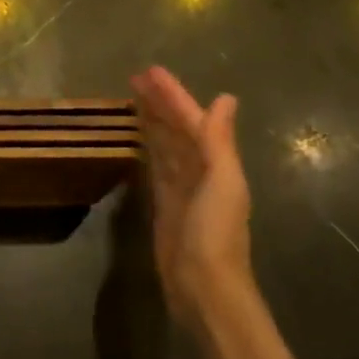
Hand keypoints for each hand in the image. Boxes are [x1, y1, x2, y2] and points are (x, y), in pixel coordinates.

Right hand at [131, 66, 253, 326]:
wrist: (204, 287)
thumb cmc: (215, 233)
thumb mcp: (222, 183)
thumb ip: (220, 141)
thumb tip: (225, 98)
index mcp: (216, 164)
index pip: (192, 120)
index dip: (173, 95)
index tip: (149, 71)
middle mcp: (200, 172)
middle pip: (177, 130)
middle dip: (161, 103)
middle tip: (135, 78)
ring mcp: (181, 189)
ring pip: (165, 146)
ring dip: (152, 122)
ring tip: (133, 99)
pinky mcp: (164, 206)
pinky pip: (155, 168)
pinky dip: (148, 150)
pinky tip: (137, 140)